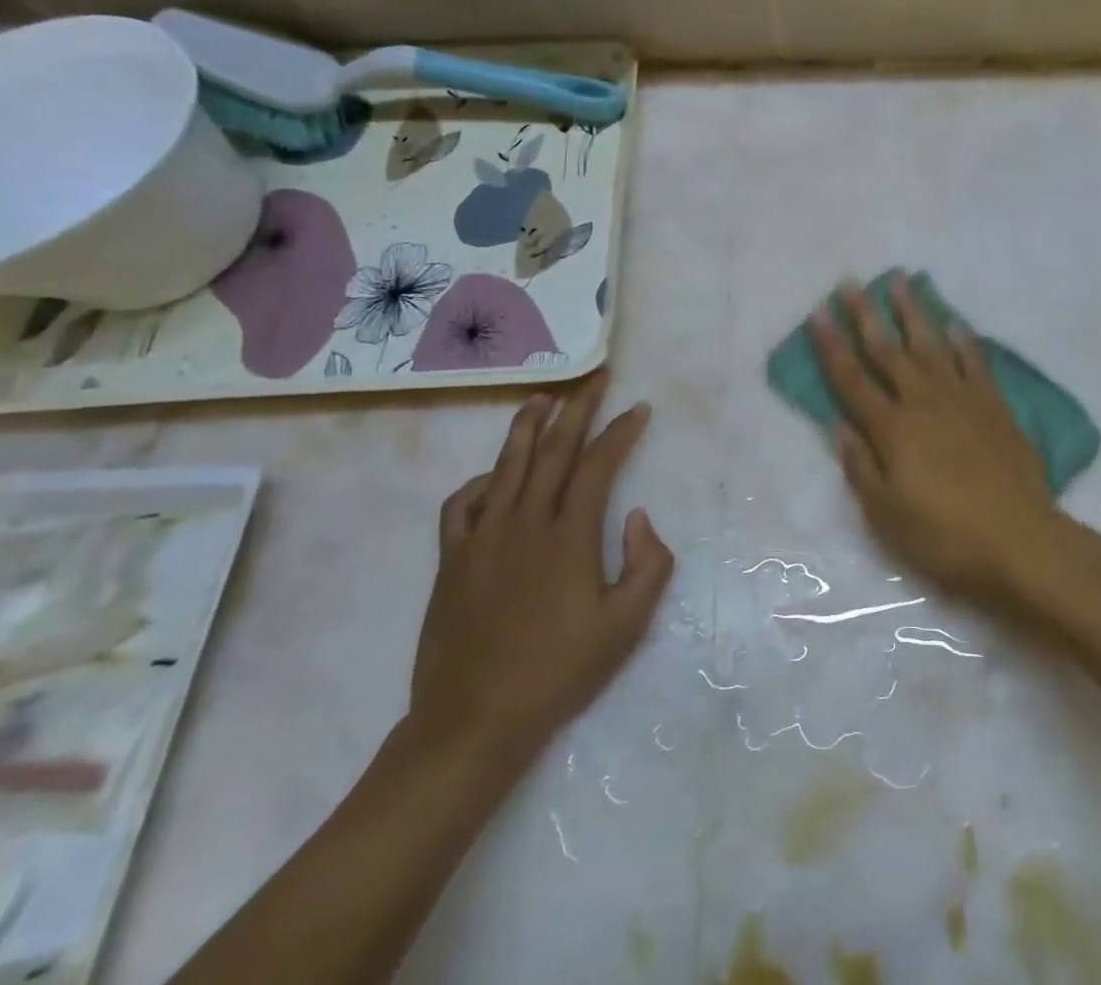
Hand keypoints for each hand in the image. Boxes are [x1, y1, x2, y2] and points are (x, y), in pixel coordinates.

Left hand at [408, 374, 673, 771]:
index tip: (638, 409)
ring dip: (527, 426)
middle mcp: (526, 522)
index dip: (620, 431)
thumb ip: (648, 563)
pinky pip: (462, 504)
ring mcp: (484, 537)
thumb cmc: (558, 672)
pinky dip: (479, 481)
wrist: (474, 720)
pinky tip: (492, 475)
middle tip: (593, 379)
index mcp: (570, 535)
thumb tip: (636, 516)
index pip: (599, 464)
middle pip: (554, 450)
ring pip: (507, 465)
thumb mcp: (626, 625)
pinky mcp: (452, 559)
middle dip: (577, 410)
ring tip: (542, 399)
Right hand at [809, 274, 1061, 605]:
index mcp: (892, 429)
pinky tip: (954, 324)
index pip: (852, 379)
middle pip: (888, 351)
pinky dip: (962, 341)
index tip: (818, 313)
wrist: (1020, 540)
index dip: (832, 346)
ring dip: (913, 313)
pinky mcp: (995, 406)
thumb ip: (860, 466)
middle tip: (851, 283)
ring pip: (931, 345)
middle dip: (866, 316)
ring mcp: (962, 399)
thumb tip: (837, 425)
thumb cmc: (945, 536)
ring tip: (900, 282)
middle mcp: (924, 402)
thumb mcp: (887, 514)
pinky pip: (974, 363)